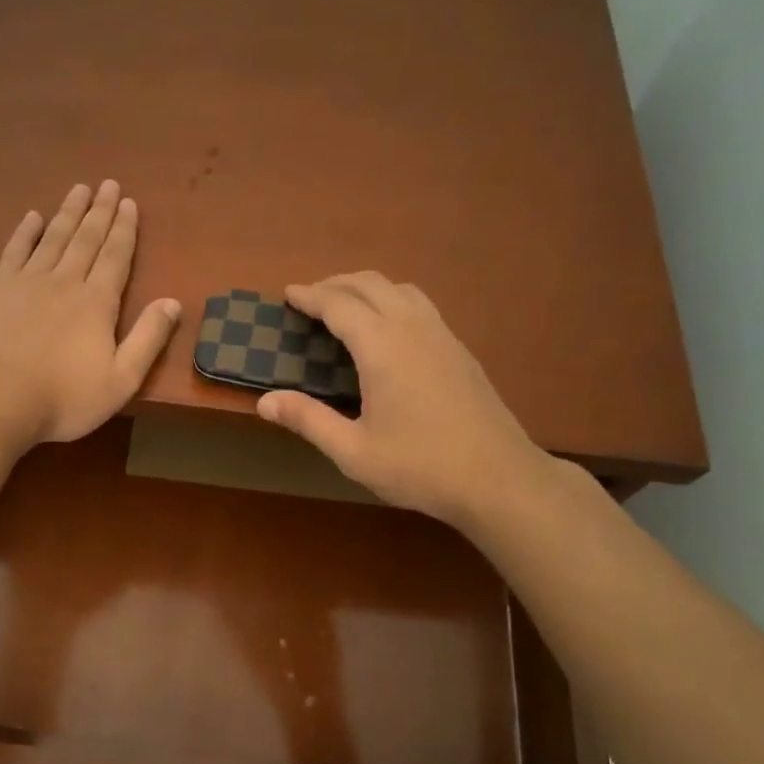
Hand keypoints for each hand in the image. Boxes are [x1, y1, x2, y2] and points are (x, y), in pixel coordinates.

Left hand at [0, 180, 180, 448]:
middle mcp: (65, 281)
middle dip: (100, 211)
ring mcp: (27, 282)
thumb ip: (148, 340)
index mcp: (97, 303)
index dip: (124, 229)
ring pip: (53, 238)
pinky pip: (15, 251)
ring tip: (79, 190)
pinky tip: (33, 217)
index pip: (116, 256)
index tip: (129, 203)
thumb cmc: (64, 398)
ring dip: (68, 213)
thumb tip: (173, 303)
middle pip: (86, 239)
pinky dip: (25, 232)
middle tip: (108, 184)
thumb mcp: (121, 380)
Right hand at [254, 272, 541, 528]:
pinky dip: (392, 301)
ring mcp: (442, 336)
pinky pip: (420, 306)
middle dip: (336, 284)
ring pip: (401, 290)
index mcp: (383, 348)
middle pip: (371, 285)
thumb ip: (308, 420)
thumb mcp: (353, 451)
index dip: (311, 296)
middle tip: (310, 298)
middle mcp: (413, 328)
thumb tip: (265, 401)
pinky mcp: (460, 350)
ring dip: (367, 288)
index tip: (288, 294)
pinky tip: (387, 330)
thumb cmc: (419, 467)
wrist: (498, 478)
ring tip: (345, 306)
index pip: (340, 305)